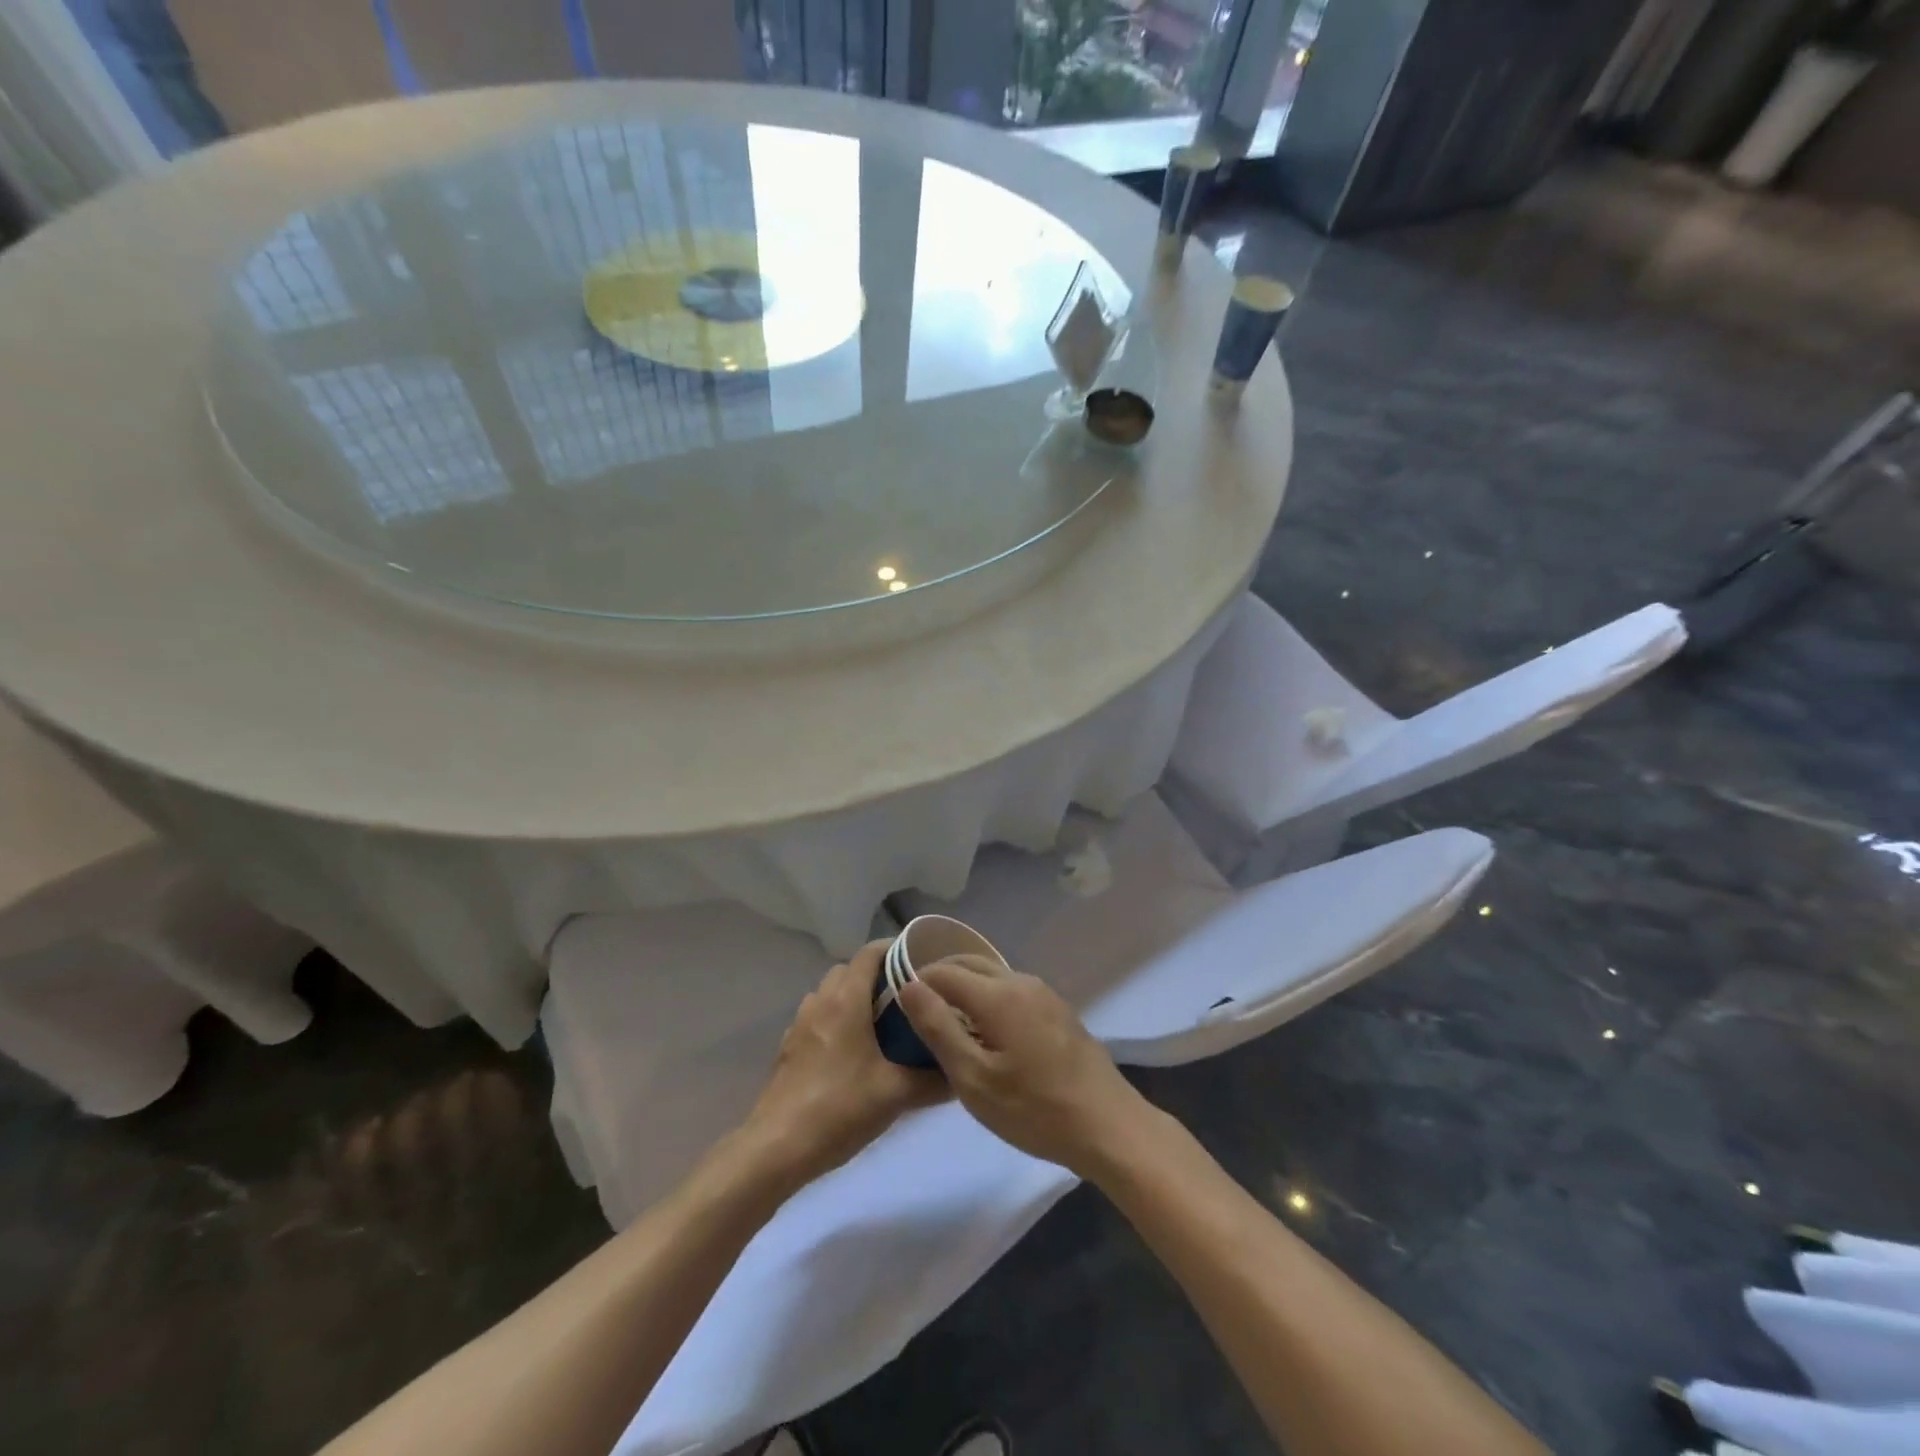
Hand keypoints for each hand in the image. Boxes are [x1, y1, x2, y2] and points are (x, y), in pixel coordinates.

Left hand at [741, 943, 945, 1189]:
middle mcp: (820, 1002)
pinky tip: (850, 1053)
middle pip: (849, 970)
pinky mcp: (788, 1049)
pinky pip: (816, 1018)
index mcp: (846, 1001)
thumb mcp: (896, 1095)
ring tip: (880, 1024)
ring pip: (829, 994)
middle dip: (876, 975)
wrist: (776, 1149)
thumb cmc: (839, 1109)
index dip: (894, 948)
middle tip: (905, 996)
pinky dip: (835, 1021)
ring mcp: (799, 1025)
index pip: (870, 953)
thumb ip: (934, 1080)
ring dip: (852, 997)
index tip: (919, 958)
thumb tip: (963, 1071)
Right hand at [898, 955, 1150, 1176]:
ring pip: (993, 975)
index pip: (944, 971)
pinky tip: (985, 1032)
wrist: (1108, 1126)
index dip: (916, 982)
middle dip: (939, 978)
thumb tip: (909, 986)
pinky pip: (1012, 990)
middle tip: (917, 1012)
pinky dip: (988, 998)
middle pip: (970, 964)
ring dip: (965, 988)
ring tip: (946, 1023)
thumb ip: (939, 1028)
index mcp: (998, 993)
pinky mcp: (1058, 1010)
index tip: (896, 1007)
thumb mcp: (974, 1079)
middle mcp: (1021, 982)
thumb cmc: (1035, 1109)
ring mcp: (1044, 994)